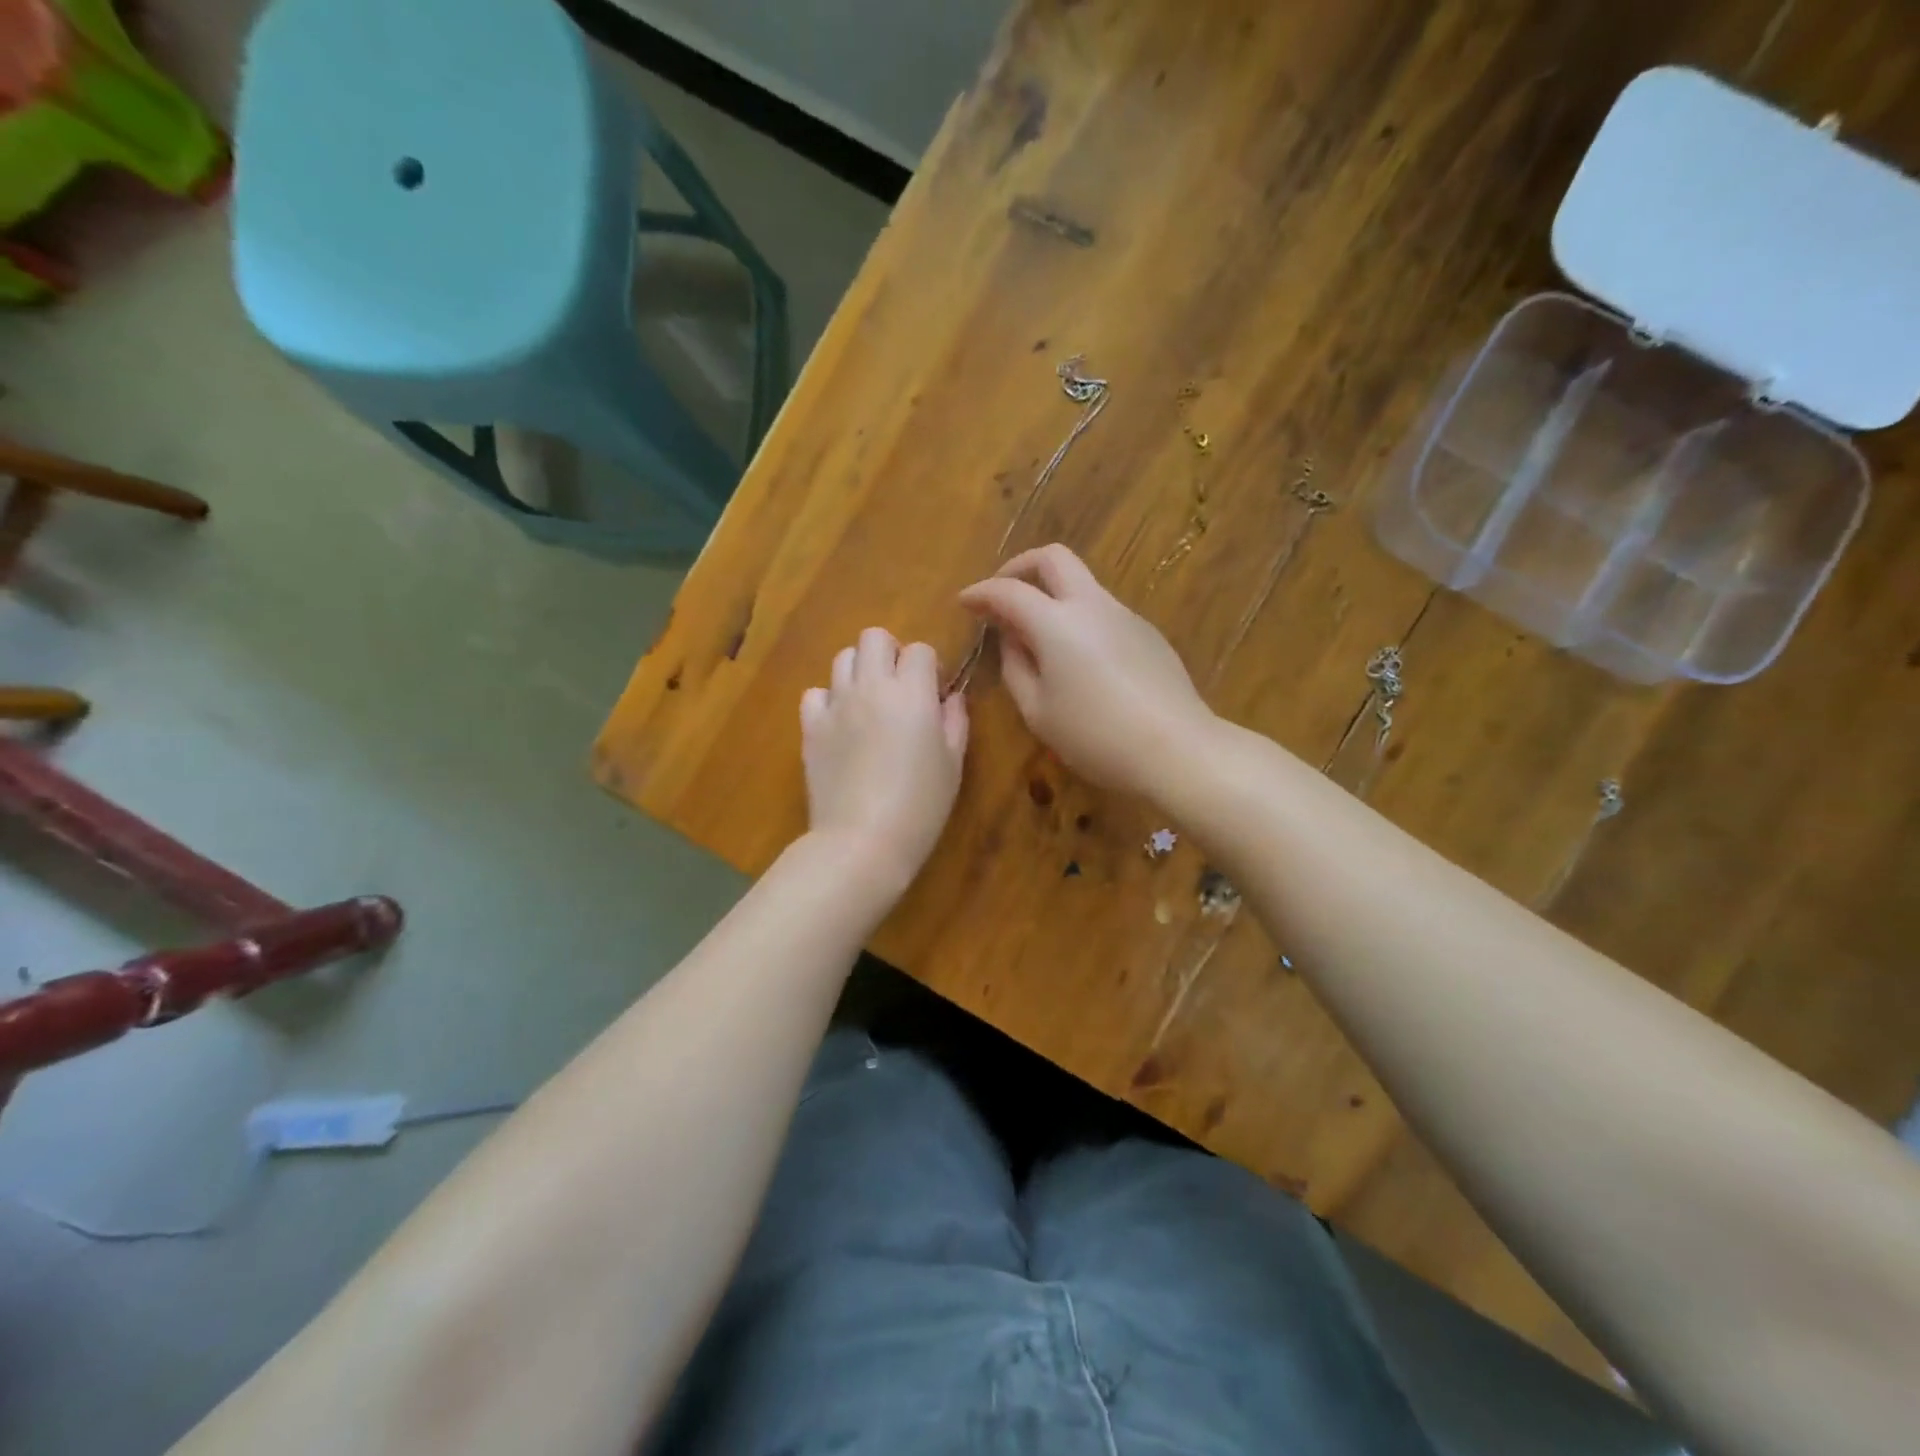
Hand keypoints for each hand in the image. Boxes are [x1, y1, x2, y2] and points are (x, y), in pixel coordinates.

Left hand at [800, 628, 968, 883]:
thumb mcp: (953, 764)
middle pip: (874, 637)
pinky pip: (816, 693)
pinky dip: (829, 701)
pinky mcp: (810, 727)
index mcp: (912, 693)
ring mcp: (836, 704)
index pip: (920, 650)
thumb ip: (955, 721)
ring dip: (860, 671)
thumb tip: (951, 698)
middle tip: (900, 687)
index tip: (934, 695)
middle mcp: (871, 686)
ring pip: (843, 658)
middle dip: (891, 653)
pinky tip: (840, 726)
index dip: (930, 668)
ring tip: (869, 704)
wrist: (862, 840)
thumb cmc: (920, 806)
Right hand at [958, 544, 1212, 794]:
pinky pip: (1102, 610)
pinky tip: (1078, 659)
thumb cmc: (1096, 737)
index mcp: (1057, 623)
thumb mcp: (1038, 712)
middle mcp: (1092, 605)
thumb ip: (1016, 668)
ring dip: (1052, 594)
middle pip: (1053, 558)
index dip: (980, 593)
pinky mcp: (1147, 632)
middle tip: (1002, 594)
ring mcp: (1125, 615)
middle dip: (1020, 567)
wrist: (1176, 749)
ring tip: (1037, 636)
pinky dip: (1078, 617)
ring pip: (1082, 583)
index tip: (964, 603)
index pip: (1008, 591)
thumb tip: (1012, 639)